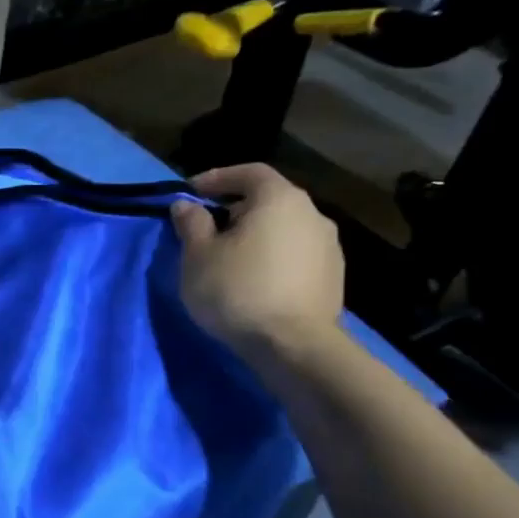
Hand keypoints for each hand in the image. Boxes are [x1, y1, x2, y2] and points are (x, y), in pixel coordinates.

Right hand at [170, 164, 343, 359]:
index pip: (249, 172)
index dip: (217, 177)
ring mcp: (327, 246)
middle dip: (235, 208)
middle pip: (269, 199)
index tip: (190, 191)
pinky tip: (253, 279)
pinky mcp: (332, 276)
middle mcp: (312, 214)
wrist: (293, 346)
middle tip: (206, 227)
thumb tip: (186, 205)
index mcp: (279, 200)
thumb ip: (191, 224)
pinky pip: (294, 253)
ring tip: (228, 257)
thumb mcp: (198, 256)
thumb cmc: (237, 290)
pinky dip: (271, 255)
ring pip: (283, 227)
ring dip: (255, 234)